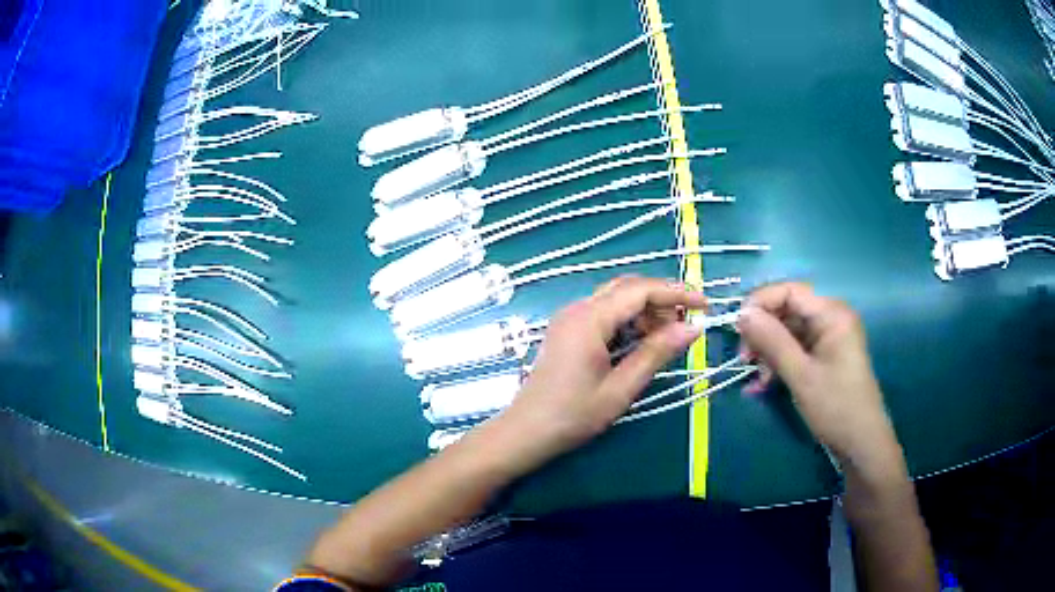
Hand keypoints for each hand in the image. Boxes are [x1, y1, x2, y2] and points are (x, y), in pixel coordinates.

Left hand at [495, 276, 705, 469]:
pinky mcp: (567, 330)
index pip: (641, 290)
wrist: (526, 432)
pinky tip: (641, 343)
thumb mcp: (621, 388)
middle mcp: (578, 309)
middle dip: (661, 301)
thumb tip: (693, 328)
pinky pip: (604, 313)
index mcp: (589, 319)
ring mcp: (570, 318)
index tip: (705, 305)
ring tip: (667, 338)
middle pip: (628, 288)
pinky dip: (628, 322)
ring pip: (616, 300)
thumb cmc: (573, 415)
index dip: (676, 293)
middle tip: (687, 325)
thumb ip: (657, 353)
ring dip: (645, 312)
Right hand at [736, 283, 902, 475]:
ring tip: (755, 378)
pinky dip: (779, 363)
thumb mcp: (801, 375)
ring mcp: (829, 337)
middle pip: (788, 310)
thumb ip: (772, 341)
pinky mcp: (825, 355)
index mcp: (832, 314)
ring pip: (788, 331)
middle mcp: (831, 318)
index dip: (760, 302)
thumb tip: (741, 314)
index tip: (737, 327)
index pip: (790, 291)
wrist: (861, 443)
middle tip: (744, 358)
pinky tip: (763, 383)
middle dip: (763, 332)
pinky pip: (796, 349)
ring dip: (768, 351)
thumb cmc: (835, 407)